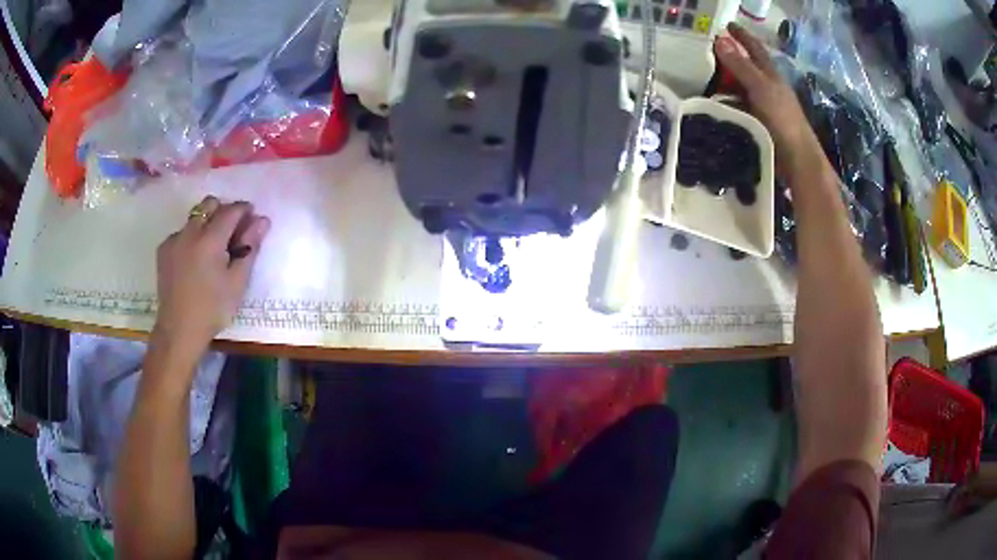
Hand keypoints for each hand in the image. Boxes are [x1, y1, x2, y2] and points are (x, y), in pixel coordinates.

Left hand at [153, 196, 270, 361]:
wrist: (179, 330)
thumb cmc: (213, 309)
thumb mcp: (237, 282)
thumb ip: (250, 248)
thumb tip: (262, 220)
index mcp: (210, 239)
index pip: (231, 210)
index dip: (244, 210)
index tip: (252, 218)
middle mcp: (190, 232)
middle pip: (209, 204)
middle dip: (223, 210)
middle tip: (231, 232)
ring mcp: (174, 239)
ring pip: (194, 217)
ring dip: (206, 223)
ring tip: (212, 248)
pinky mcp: (164, 249)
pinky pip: (181, 232)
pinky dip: (191, 237)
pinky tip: (194, 259)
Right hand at [714, 24, 822, 177]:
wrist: (798, 160)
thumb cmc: (783, 120)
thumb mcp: (760, 88)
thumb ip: (741, 65)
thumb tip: (720, 40)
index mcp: (771, 75)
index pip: (755, 49)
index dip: (742, 36)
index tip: (728, 25)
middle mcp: (769, 88)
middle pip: (748, 68)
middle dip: (730, 59)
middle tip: (710, 55)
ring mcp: (766, 106)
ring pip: (743, 88)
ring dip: (727, 84)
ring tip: (707, 83)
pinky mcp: (762, 123)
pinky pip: (742, 107)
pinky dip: (730, 104)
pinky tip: (719, 109)